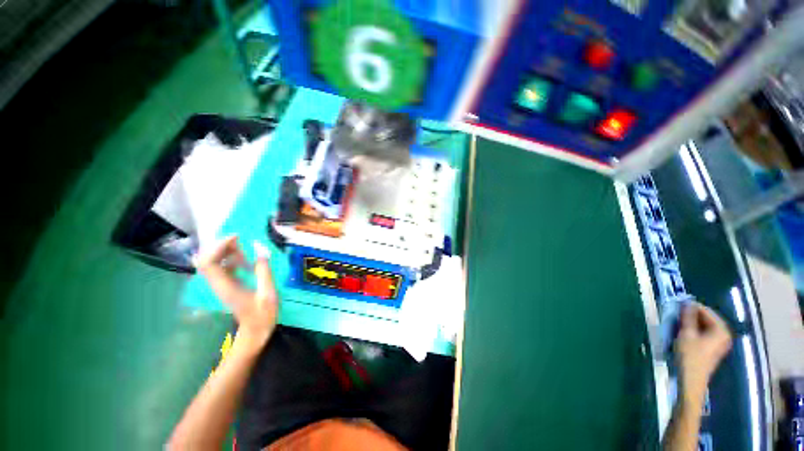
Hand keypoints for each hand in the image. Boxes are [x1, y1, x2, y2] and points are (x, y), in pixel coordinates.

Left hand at [195, 236, 278, 350]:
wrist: (255, 332)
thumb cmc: (263, 314)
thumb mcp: (268, 292)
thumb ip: (263, 269)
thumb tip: (259, 247)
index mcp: (225, 286)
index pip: (208, 262)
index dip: (218, 246)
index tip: (237, 237)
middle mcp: (218, 284)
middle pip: (207, 259)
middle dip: (222, 246)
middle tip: (242, 241)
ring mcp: (221, 285)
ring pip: (214, 262)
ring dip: (227, 252)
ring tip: (247, 251)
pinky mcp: (226, 286)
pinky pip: (222, 268)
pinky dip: (232, 260)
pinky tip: (247, 262)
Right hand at [675, 302, 731, 403]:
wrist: (691, 379)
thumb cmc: (690, 356)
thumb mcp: (686, 334)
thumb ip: (688, 317)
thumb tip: (687, 302)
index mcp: (721, 330)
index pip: (706, 311)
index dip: (691, 307)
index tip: (677, 305)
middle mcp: (724, 335)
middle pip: (707, 319)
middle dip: (692, 316)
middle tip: (676, 314)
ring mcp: (720, 343)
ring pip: (705, 327)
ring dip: (692, 324)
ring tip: (678, 323)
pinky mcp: (714, 349)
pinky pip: (705, 334)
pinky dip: (695, 331)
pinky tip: (684, 333)